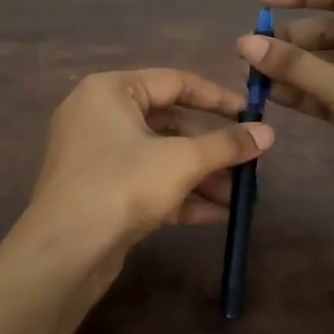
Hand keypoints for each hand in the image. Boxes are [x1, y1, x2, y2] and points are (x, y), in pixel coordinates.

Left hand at [26, 68, 274, 257]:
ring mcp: (95, 157)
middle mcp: (98, 116)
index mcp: (110, 91)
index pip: (174, 81)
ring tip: (238, 196)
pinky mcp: (98, 192)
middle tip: (247, 162)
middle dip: (210, 148)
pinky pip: (145, 183)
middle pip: (168, 123)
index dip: (217, 98)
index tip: (251, 114)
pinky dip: (178, 195)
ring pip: (158, 157)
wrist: (64, 252)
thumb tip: (268, 133)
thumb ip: (227, 144)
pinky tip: (215, 215)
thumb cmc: (123, 185)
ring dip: (200, 176)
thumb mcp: (182, 161)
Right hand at [237, 0, 333, 264]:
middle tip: (248, 52)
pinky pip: (331, 93)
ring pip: (329, 65)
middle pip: (333, 31)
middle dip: (291, 40)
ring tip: (250, 75)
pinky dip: (304, 93)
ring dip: (293, 69)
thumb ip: (294, 65)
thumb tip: (244, 42)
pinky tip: (272, 96)